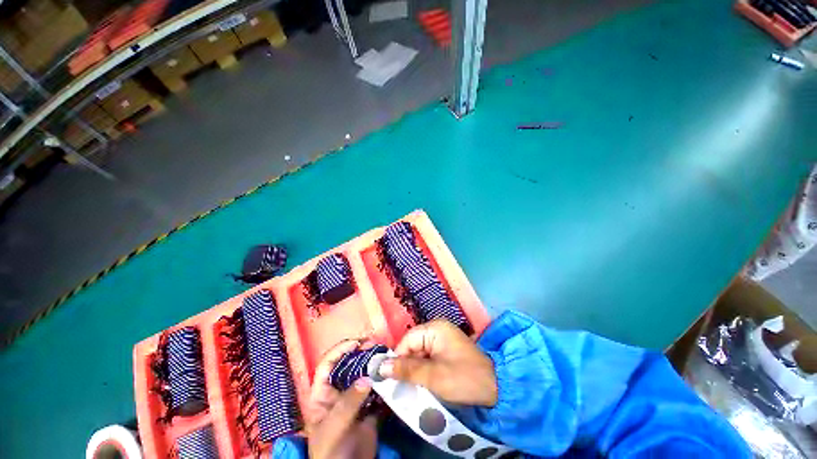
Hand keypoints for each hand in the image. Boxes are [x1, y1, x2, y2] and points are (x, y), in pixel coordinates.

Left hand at [307, 339, 378, 458]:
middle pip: (348, 365)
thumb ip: (348, 403)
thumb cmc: (330, 452)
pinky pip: (378, 390)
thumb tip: (366, 378)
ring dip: (375, 365)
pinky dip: (384, 381)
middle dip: (362, 353)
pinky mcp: (370, 408)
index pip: (327, 364)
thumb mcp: (333, 427)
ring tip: (386, 356)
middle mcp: (338, 392)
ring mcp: (355, 399)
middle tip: (376, 346)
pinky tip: (391, 375)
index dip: (340, 350)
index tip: (357, 343)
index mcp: (322, 394)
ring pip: (364, 375)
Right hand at [378, 320, 497, 406]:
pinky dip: (424, 370)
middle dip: (406, 365)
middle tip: (400, 386)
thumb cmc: (463, 378)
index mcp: (435, 329)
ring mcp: (443, 339)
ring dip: (414, 369)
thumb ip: (406, 370)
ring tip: (410, 387)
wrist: (496, 388)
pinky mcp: (447, 350)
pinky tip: (422, 383)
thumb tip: (380, 367)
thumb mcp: (433, 376)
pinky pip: (428, 357)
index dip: (397, 358)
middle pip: (413, 346)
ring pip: (419, 353)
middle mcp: (438, 330)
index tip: (390, 378)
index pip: (407, 340)